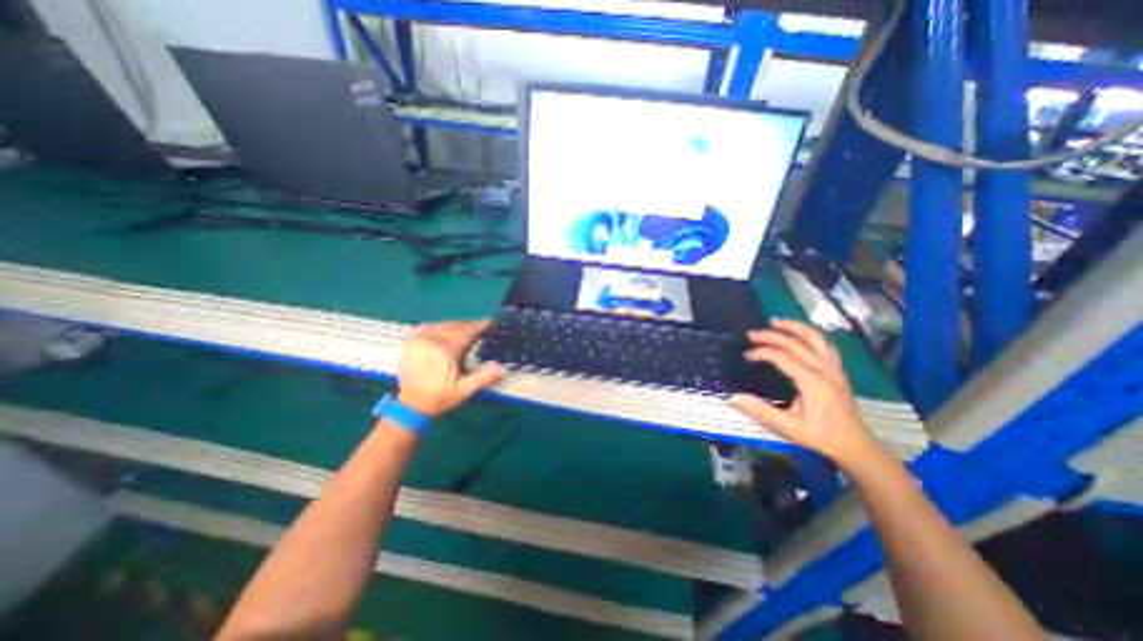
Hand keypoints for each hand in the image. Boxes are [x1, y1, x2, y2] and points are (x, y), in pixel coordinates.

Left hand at [399, 317, 502, 417]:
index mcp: (445, 351)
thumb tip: (502, 367)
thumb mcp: (463, 391)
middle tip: (481, 326)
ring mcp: (418, 340)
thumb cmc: (439, 398)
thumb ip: (483, 378)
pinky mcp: (409, 343)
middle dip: (469, 325)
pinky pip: (425, 327)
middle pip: (454, 326)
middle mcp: (431, 341)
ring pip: (441, 325)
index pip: (466, 332)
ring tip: (466, 328)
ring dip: (455, 324)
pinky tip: (444, 329)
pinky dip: (438, 325)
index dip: (479, 325)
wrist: (410, 406)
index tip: (490, 321)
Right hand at [727, 317, 876, 468]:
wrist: (855, 445)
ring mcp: (834, 368)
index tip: (746, 356)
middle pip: (796, 343)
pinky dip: (810, 335)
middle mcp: (825, 370)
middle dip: (771, 335)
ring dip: (794, 327)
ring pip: (815, 338)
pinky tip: (799, 335)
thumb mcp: (787, 427)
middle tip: (751, 334)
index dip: (762, 352)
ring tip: (776, 322)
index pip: (782, 357)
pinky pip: (825, 345)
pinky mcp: (838, 371)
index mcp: (812, 382)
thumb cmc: (820, 436)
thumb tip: (733, 397)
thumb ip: (761, 410)